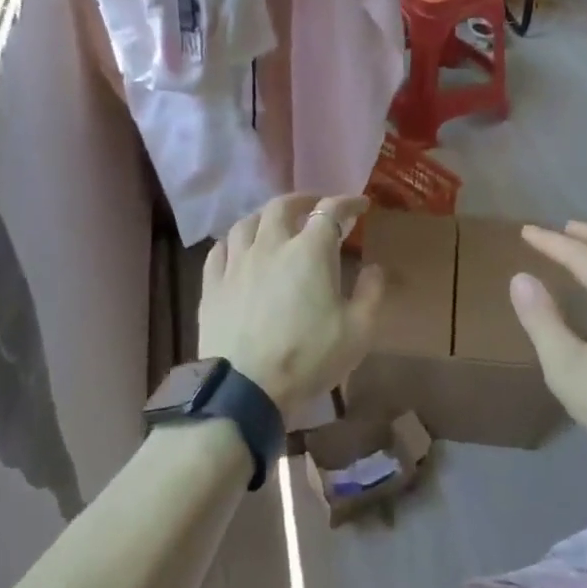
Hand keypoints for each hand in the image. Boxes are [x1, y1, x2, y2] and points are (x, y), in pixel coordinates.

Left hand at [198, 194, 385, 414]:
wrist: (246, 387)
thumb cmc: (308, 357)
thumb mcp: (358, 331)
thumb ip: (371, 293)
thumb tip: (374, 267)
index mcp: (309, 251)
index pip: (330, 211)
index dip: (348, 202)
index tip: (360, 205)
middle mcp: (270, 245)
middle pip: (282, 206)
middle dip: (303, 200)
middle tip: (315, 206)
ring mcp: (236, 263)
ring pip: (247, 222)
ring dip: (265, 216)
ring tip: (274, 223)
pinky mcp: (212, 284)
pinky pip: (219, 249)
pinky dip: (234, 241)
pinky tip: (238, 248)